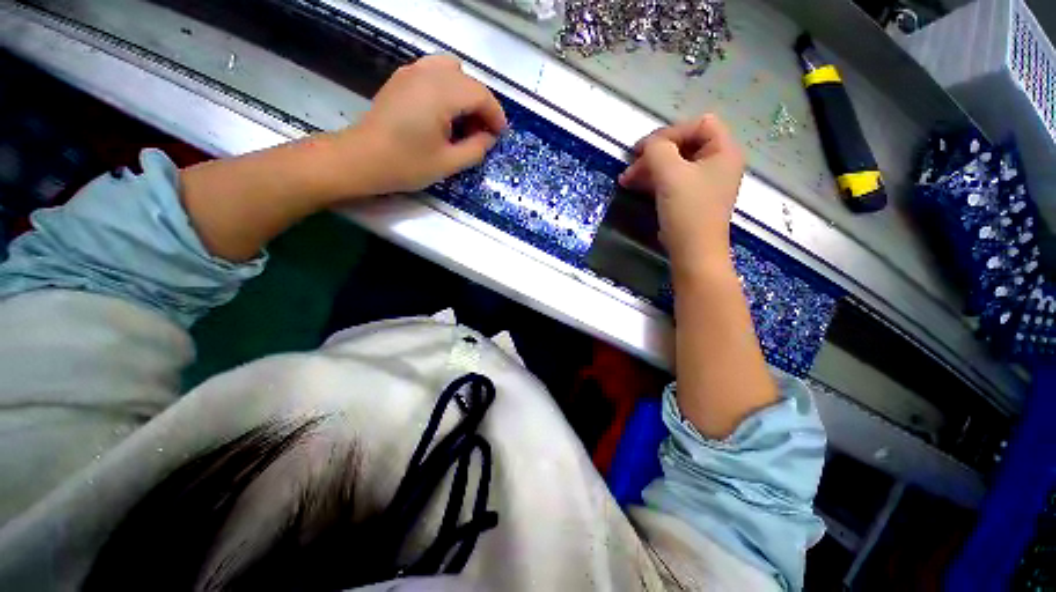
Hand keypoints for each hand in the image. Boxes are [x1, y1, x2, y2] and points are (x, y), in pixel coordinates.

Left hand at [340, 55, 506, 194]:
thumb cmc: (406, 164)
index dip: (495, 114)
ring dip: (465, 92)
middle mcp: (428, 74)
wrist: (362, 159)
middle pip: (468, 80)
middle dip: (482, 105)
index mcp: (441, 95)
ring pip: (452, 69)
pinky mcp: (402, 78)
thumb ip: (476, 149)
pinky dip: (448, 86)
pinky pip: (434, 71)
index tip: (500, 135)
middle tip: (483, 132)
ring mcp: (412, 72)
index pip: (480, 94)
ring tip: (465, 120)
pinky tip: (444, 111)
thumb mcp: (448, 163)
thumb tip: (489, 137)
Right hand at [618, 114, 743, 276]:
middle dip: (655, 153)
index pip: (698, 124)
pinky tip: (636, 186)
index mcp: (724, 151)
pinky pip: (673, 180)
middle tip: (631, 166)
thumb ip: (657, 150)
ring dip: (650, 168)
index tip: (644, 151)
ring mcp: (705, 183)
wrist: (693, 252)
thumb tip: (647, 147)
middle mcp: (718, 163)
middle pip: (684, 144)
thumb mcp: (670, 174)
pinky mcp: (692, 199)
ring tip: (626, 180)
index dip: (670, 132)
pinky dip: (654, 181)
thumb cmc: (687, 211)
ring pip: (675, 163)